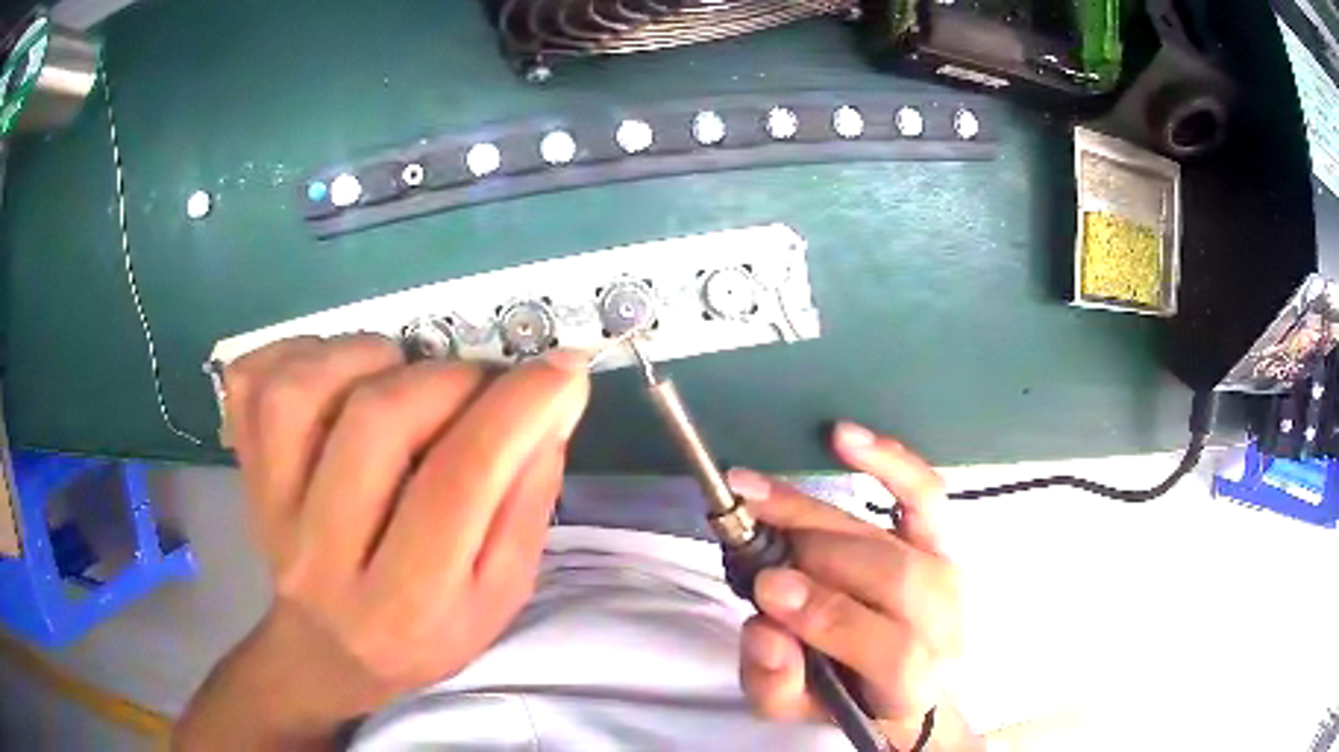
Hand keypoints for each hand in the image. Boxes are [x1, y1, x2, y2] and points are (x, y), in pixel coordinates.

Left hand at [176, 335, 589, 749]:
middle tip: (477, 387)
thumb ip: (526, 503)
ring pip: (300, 391)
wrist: (327, 654)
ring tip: (401, 374)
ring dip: (367, 357)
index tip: (562, 369)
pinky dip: (298, 351)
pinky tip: (335, 372)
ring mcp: (270, 509)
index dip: (517, 410)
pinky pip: (253, 384)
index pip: (459, 483)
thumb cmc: (425, 633)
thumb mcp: (499, 595)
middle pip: (377, 423)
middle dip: (448, 380)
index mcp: (409, 600)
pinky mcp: (245, 473)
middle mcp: (327, 554)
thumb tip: (552, 406)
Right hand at [727, 423, 975, 750]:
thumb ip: (775, 685)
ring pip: (887, 538)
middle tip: (748, 536)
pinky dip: (889, 461)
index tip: (767, 589)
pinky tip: (843, 436)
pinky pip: (923, 493)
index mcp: (914, 682)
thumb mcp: (798, 712)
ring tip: (756, 494)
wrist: (908, 679)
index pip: (889, 648)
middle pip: (889, 578)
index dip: (829, 616)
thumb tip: (764, 630)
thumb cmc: (849, 696)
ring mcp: (944, 573)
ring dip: (815, 513)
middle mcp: (942, 623)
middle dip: (812, 556)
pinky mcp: (939, 539)